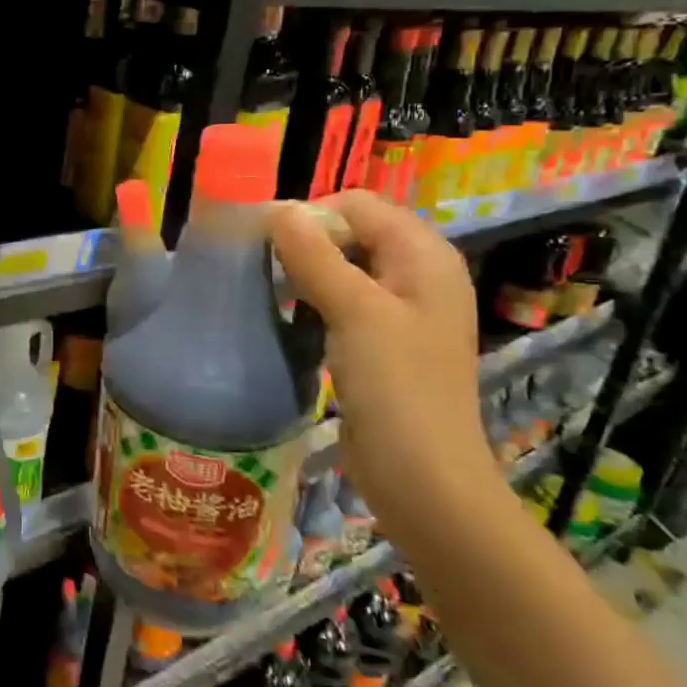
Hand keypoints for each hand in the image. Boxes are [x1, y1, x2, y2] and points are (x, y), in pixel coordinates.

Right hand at [270, 191, 503, 547]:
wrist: (424, 482)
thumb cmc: (397, 388)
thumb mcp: (354, 312)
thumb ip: (315, 255)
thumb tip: (276, 208)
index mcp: (424, 256)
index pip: (359, 204)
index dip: (313, 213)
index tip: (267, 241)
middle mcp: (416, 276)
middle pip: (351, 233)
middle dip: (305, 243)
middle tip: (262, 267)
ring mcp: (399, 312)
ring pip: (342, 269)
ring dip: (304, 273)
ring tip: (268, 292)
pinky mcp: (381, 344)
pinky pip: (341, 303)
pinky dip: (313, 303)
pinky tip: (287, 320)